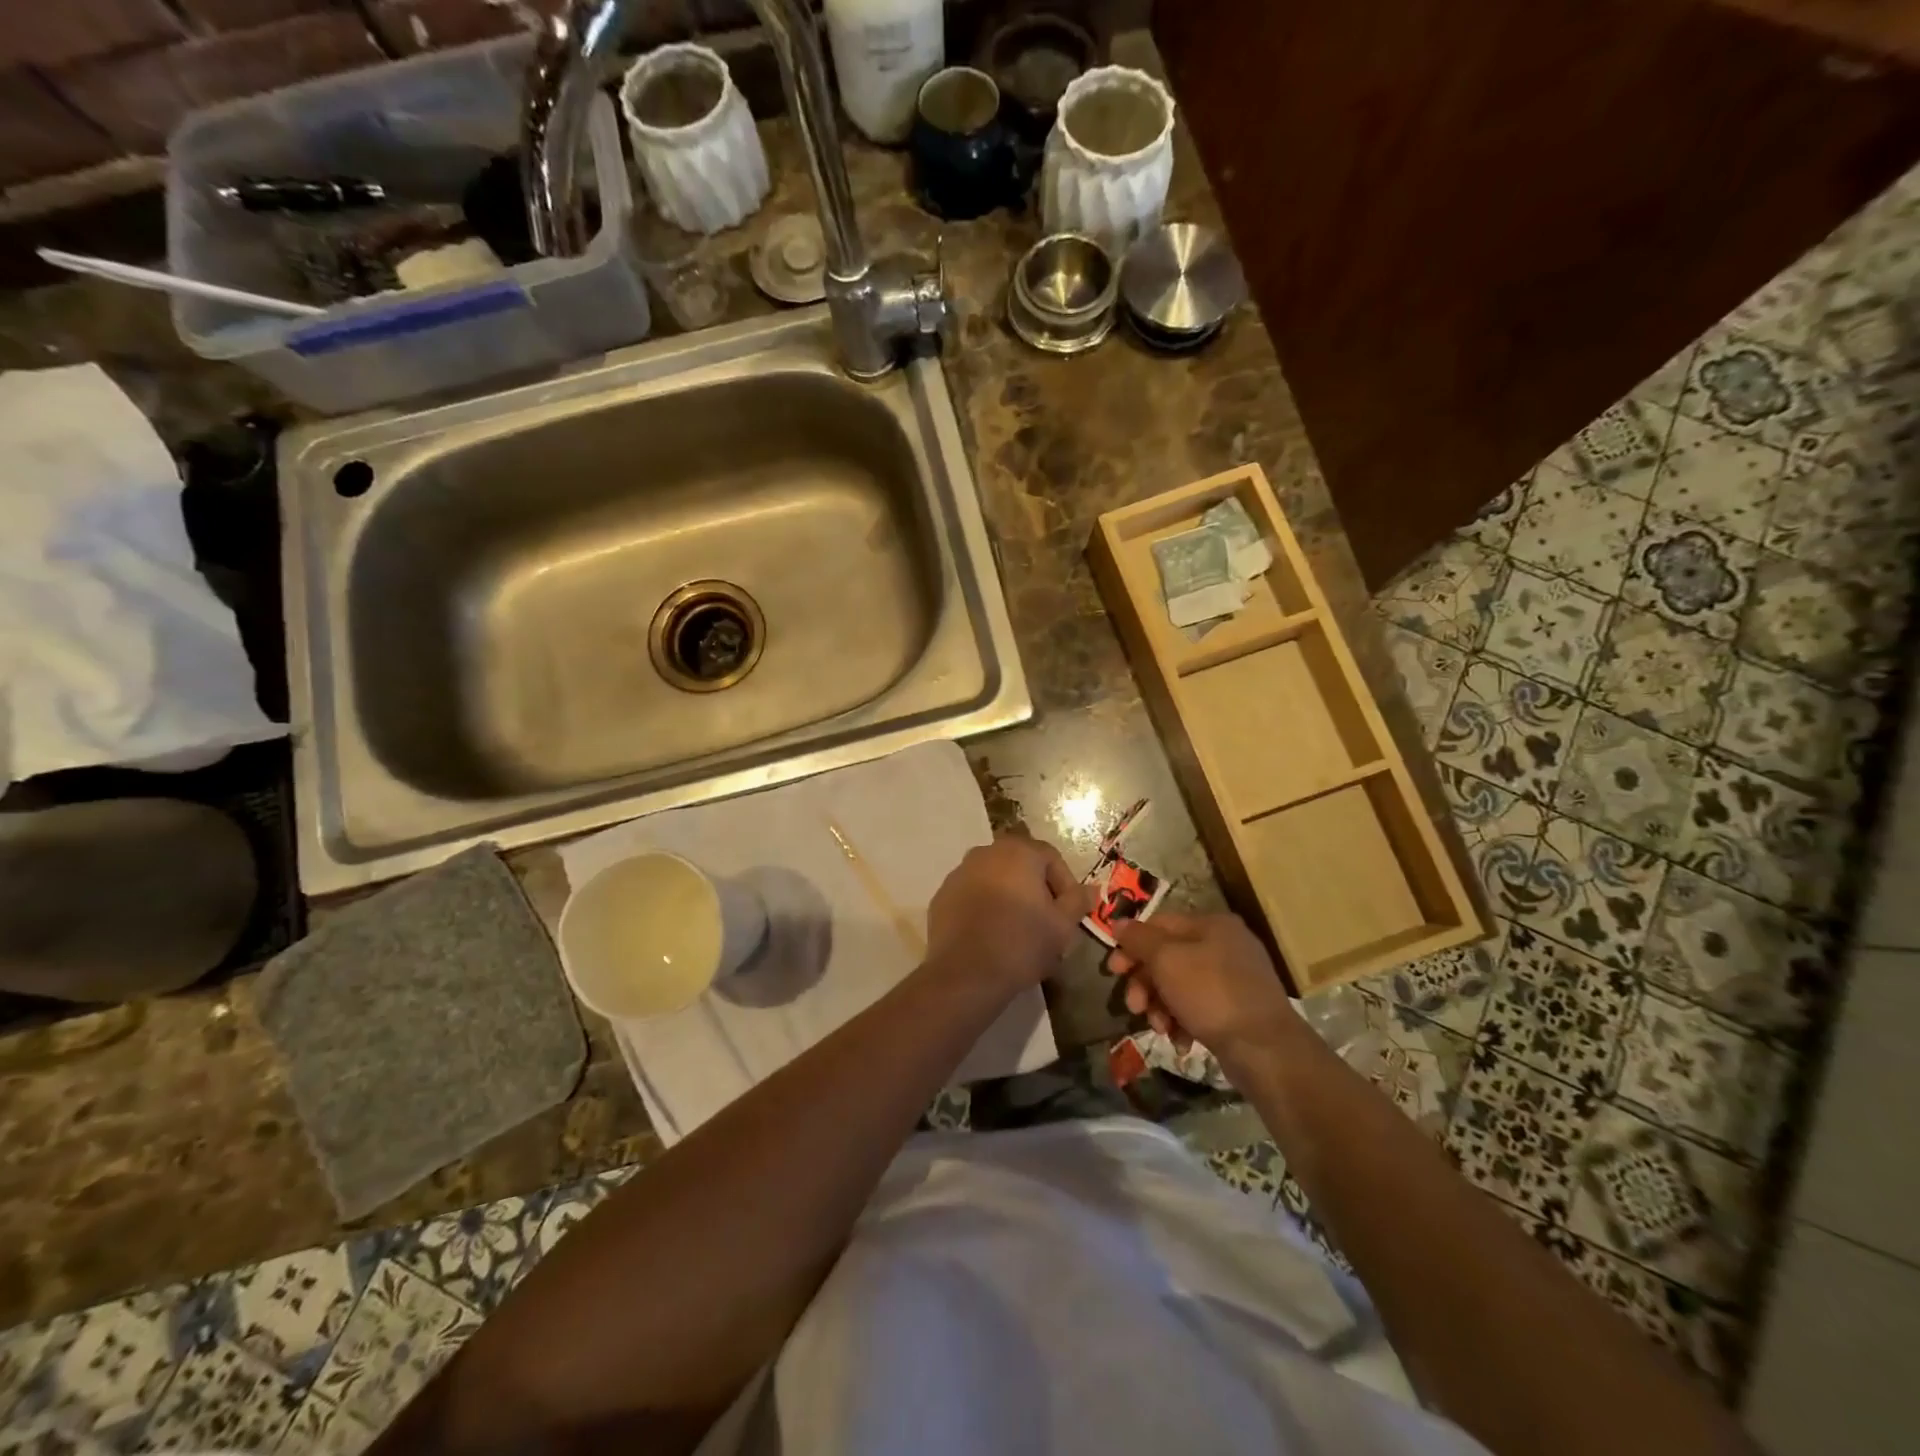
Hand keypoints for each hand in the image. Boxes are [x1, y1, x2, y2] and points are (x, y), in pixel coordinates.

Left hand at [926, 835, 1090, 992]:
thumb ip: (1078, 901)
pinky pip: (972, 896)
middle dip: (1036, 890)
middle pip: (1021, 866)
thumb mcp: (1063, 925)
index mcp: (1018, 851)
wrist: (966, 974)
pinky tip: (991, 935)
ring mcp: (959, 873)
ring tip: (1018, 931)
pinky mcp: (941, 896)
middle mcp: (985, 852)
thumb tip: (1092, 888)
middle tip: (1046, 922)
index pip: (1051, 858)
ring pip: (995, 880)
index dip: (1065, 885)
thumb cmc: (1022, 943)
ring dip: (1009, 898)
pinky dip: (984, 908)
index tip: (1069, 914)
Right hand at [1108, 912, 1298, 1057]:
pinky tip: (1180, 1040)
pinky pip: (1199, 1007)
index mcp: (1211, 924)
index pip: (1159, 924)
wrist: (1265, 1050)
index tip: (1113, 971)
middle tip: (1134, 1007)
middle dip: (1145, 983)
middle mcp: (1225, 944)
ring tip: (1159, 1028)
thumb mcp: (1167, 960)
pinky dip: (1183, 1021)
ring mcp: (1234, 978)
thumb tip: (1118, 923)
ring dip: (1161, 1005)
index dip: (1131, 945)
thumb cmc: (1212, 994)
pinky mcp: (1238, 1009)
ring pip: (1180, 984)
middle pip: (1168, 956)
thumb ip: (1139, 940)